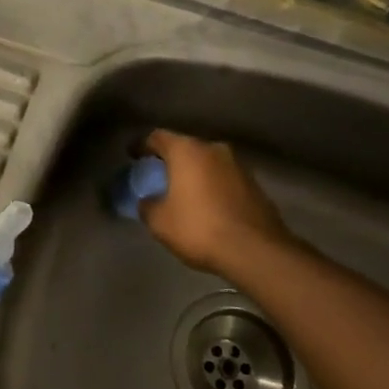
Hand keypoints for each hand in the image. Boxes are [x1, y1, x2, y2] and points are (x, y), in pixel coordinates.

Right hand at [140, 128, 299, 282]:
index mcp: (186, 150)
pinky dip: (212, 186)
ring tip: (184, 192)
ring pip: (207, 162)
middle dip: (170, 159)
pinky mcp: (255, 185)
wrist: (256, 251)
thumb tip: (148, 201)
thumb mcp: (159, 221)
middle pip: (185, 147)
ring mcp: (238, 165)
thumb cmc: (199, 228)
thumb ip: (148, 205)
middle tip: (158, 175)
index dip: (141, 146)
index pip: (157, 137)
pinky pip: (224, 178)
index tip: (132, 156)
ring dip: (194, 173)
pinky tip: (207, 205)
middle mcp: (213, 149)